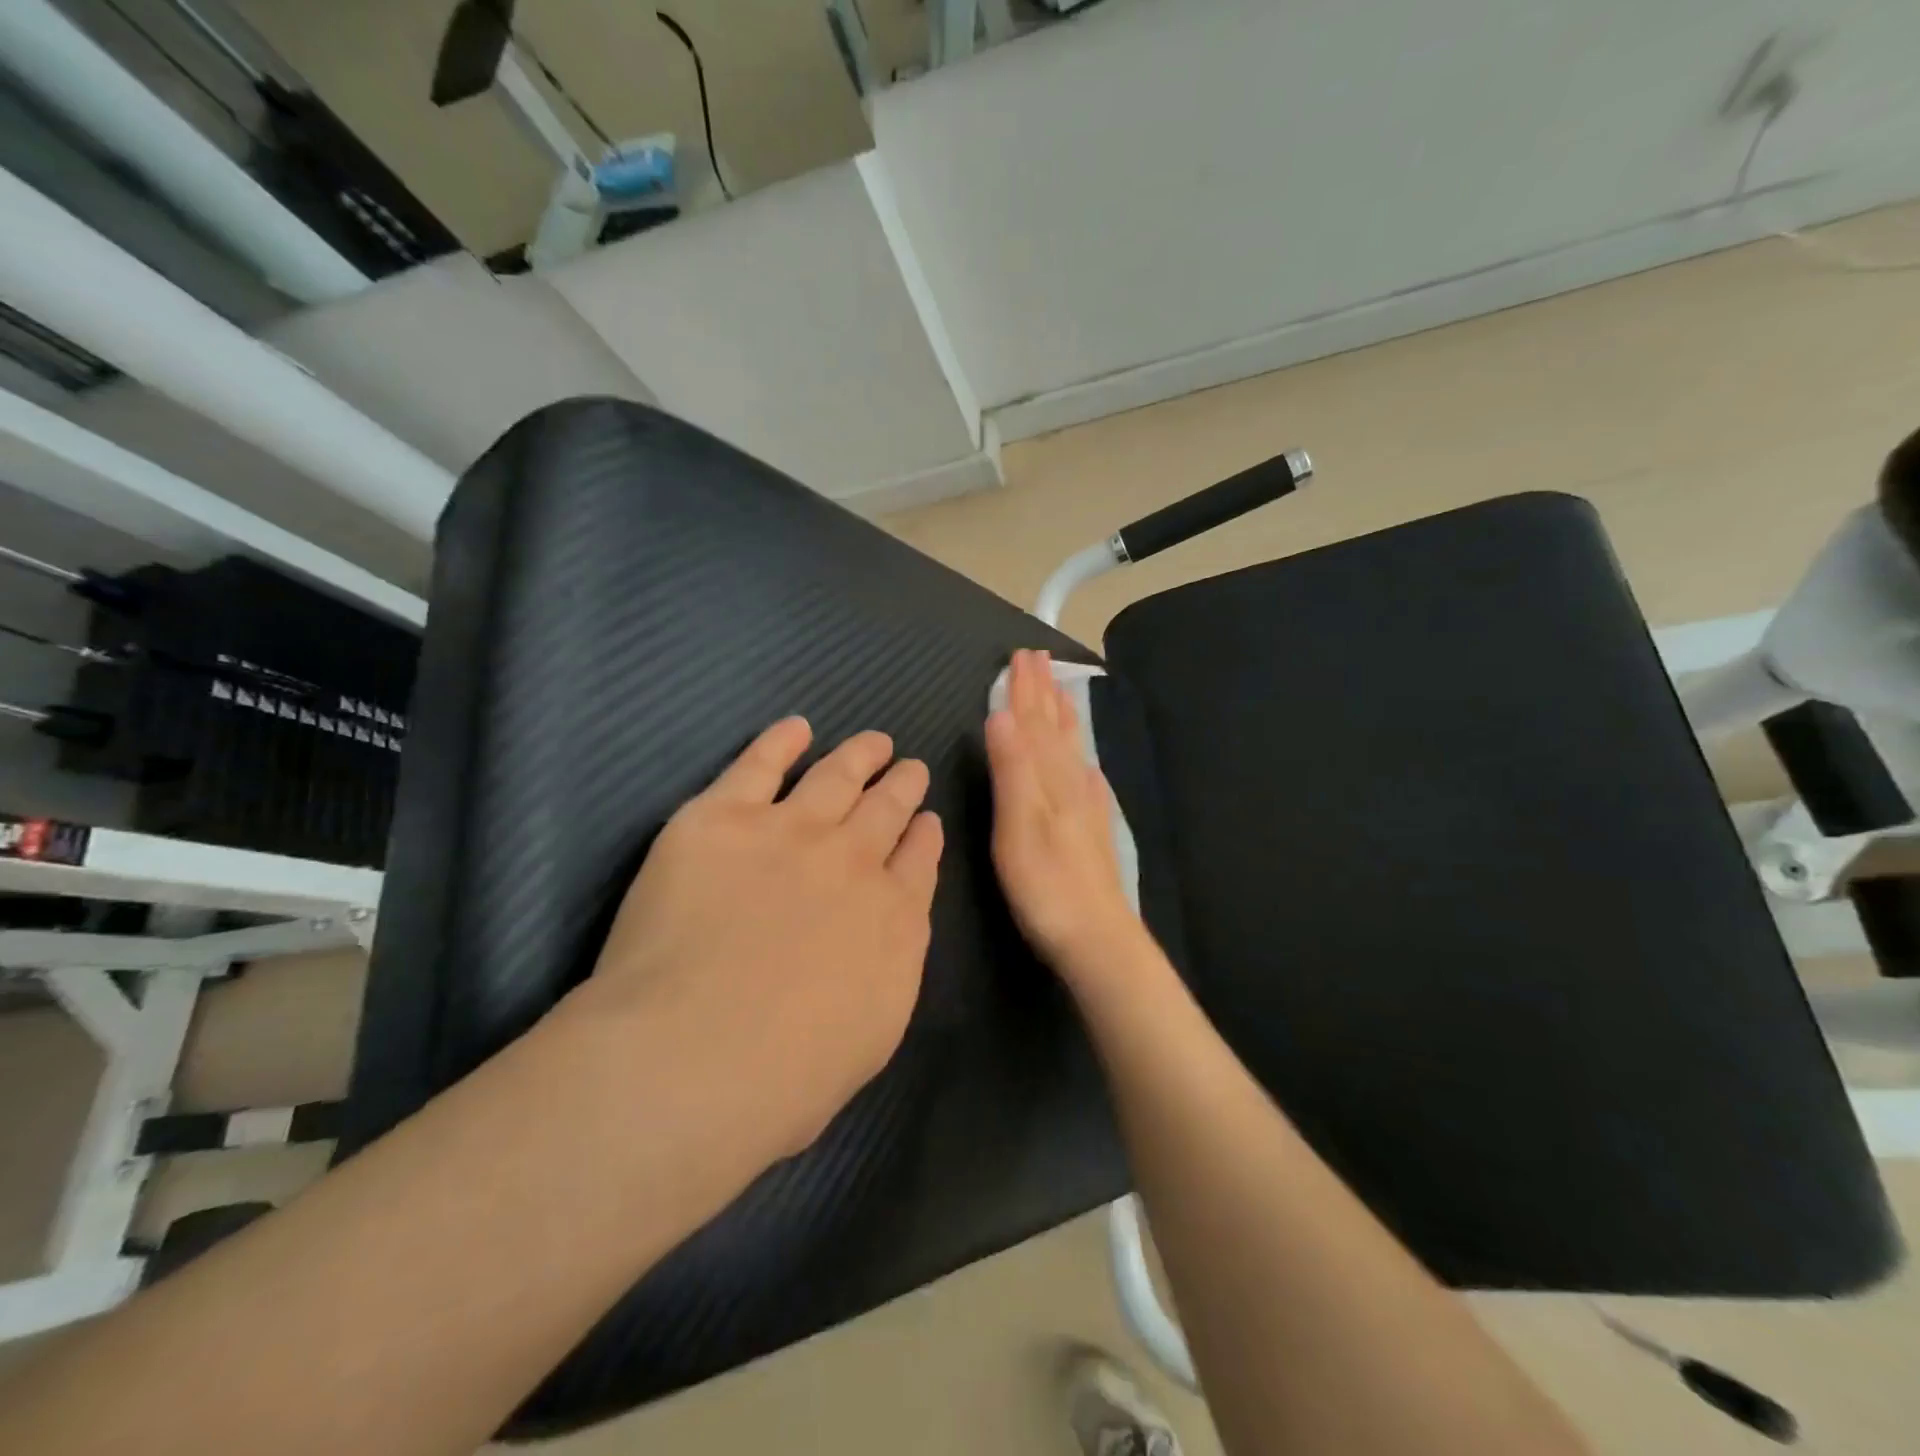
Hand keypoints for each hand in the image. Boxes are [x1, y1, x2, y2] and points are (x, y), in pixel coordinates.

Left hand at [584, 717, 942, 1166]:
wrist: (695, 1057)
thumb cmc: (786, 1078)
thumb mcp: (871, 1037)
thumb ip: (888, 970)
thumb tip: (886, 934)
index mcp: (893, 917)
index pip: (918, 860)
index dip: (923, 834)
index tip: (926, 819)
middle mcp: (853, 860)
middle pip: (887, 808)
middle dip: (903, 785)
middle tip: (909, 768)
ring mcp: (790, 831)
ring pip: (837, 776)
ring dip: (861, 755)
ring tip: (874, 742)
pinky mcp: (723, 817)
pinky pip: (760, 763)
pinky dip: (781, 741)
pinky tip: (796, 728)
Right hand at [986, 649, 1146, 984]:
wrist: (1096, 937)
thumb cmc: (1046, 885)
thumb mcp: (1018, 826)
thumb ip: (1012, 769)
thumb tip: (1001, 714)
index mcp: (1048, 779)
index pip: (1033, 723)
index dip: (1024, 689)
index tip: (1021, 654)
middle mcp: (1070, 783)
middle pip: (1054, 728)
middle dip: (1044, 692)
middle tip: (1039, 657)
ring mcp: (1085, 806)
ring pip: (1071, 748)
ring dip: (1062, 716)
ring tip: (1060, 690)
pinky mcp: (1092, 829)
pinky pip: (1085, 777)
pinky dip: (1080, 757)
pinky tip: (1085, 759)